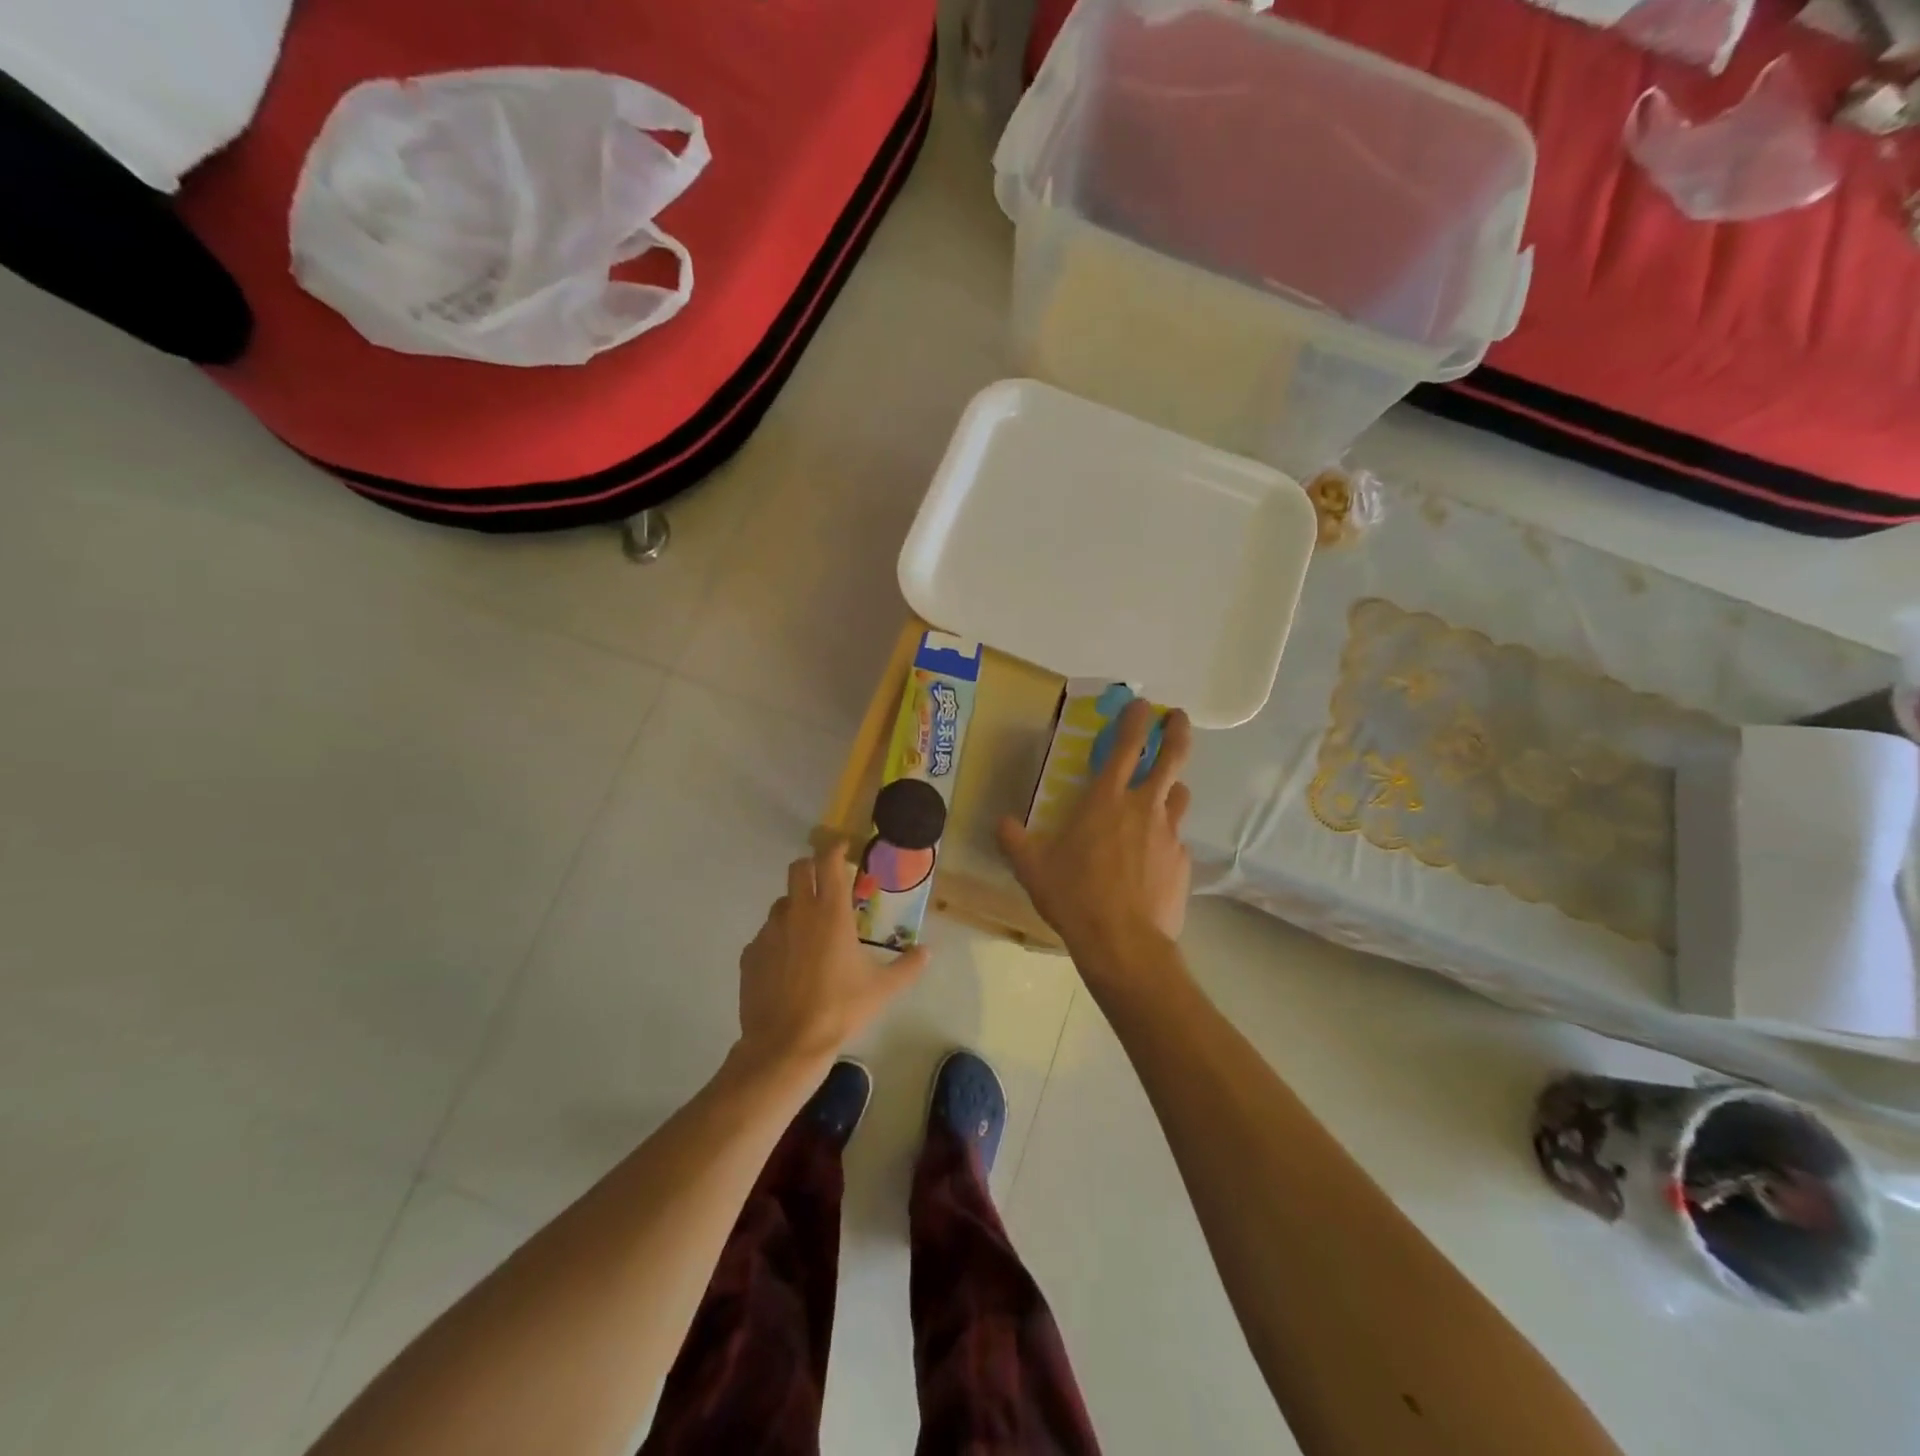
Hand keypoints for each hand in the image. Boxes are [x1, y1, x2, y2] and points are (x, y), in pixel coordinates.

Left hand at [735, 841, 927, 1072]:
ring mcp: (770, 932)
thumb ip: (907, 967)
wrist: (786, 1045)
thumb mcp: (882, 990)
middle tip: (825, 880)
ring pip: (782, 903)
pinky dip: (780, 939)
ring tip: (810, 930)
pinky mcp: (750, 954)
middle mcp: (797, 913)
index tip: (843, 847)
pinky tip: (789, 964)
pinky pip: (767, 935)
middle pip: (798, 869)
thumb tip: (927, 952)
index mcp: (830, 913)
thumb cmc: (839, 1009)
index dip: (835, 849)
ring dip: (796, 905)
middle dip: (811, 867)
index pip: (828, 863)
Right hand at [999, 699, 1193, 960]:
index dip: (1137, 719)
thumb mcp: (1033, 868)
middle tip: (1179, 719)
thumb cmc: (1074, 897)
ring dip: (1171, 788)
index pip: (1127, 746)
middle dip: (1177, 733)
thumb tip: (1001, 823)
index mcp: (1106, 800)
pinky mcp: (1183, 863)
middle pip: (1172, 757)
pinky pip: (1176, 839)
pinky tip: (1152, 858)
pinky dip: (1166, 837)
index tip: (1143, 704)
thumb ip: (1015, 841)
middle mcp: (1143, 808)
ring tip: (1161, 794)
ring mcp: (1169, 834)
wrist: (1124, 943)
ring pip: (1178, 796)